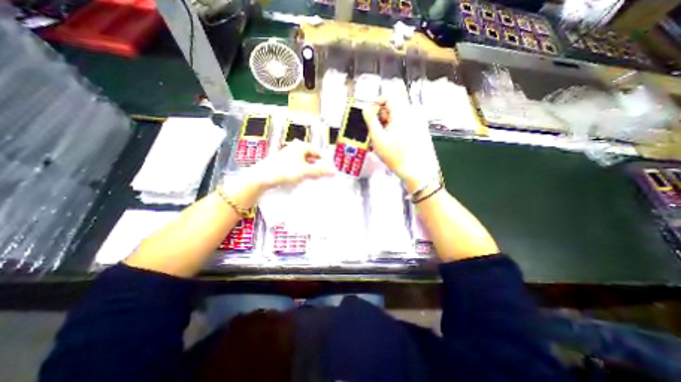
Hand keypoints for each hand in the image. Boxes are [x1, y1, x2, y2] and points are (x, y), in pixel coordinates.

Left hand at [249, 138, 335, 188]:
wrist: (263, 176)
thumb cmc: (286, 171)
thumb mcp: (306, 171)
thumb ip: (321, 171)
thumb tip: (334, 172)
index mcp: (302, 146)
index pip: (318, 153)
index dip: (324, 162)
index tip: (328, 172)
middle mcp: (295, 148)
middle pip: (311, 157)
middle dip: (317, 167)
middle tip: (321, 176)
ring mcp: (288, 155)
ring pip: (304, 162)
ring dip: (309, 170)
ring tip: (313, 179)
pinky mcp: (282, 163)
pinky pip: (296, 166)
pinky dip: (301, 172)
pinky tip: (301, 179)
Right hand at [362, 101, 441, 191]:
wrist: (417, 171)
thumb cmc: (396, 156)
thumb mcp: (378, 139)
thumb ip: (371, 121)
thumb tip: (366, 108)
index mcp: (403, 113)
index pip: (389, 96)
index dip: (377, 101)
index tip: (369, 113)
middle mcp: (413, 114)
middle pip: (394, 106)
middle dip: (381, 115)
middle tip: (375, 130)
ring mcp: (418, 122)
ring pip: (399, 116)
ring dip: (387, 123)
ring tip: (382, 139)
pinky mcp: (420, 130)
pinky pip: (405, 123)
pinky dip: (395, 129)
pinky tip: (391, 142)